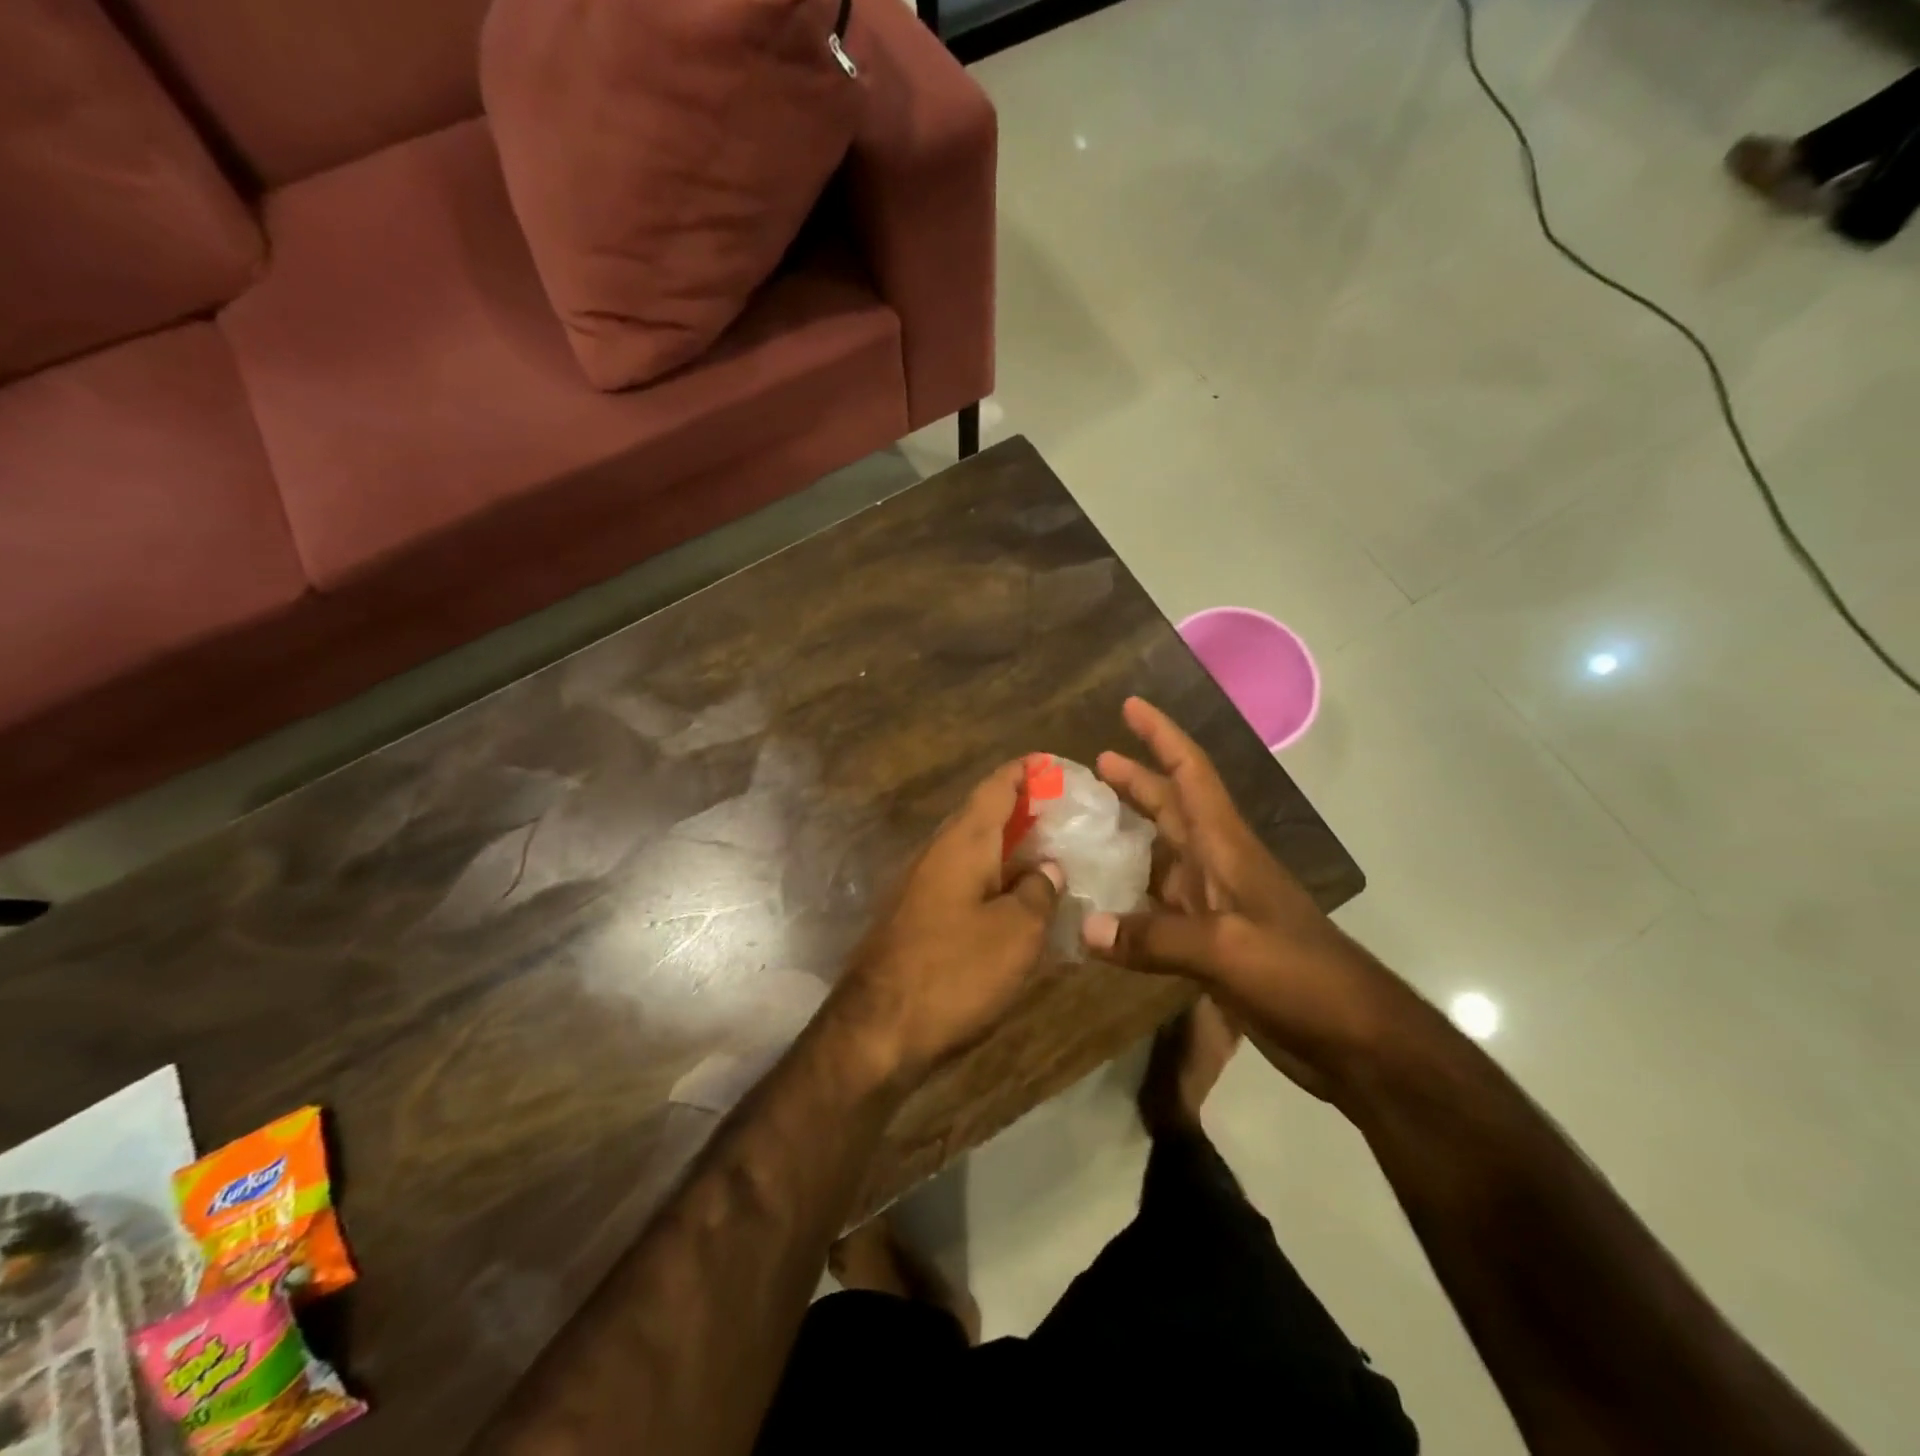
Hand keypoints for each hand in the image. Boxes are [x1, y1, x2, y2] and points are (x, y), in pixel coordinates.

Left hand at [829, 759, 1062, 1087]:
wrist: (876, 1030)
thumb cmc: (953, 972)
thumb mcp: (1016, 933)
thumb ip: (1038, 892)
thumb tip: (1046, 868)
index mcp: (962, 842)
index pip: (996, 786)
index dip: (1026, 771)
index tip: (1055, 766)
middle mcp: (936, 853)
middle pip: (983, 816)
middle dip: (1023, 812)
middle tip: (1066, 819)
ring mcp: (920, 886)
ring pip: (972, 852)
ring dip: (1009, 850)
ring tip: (1051, 859)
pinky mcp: (915, 918)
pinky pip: (962, 883)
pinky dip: (992, 881)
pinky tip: (1016, 904)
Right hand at [1081, 698, 1402, 1096]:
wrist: (1355, 1040)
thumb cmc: (1300, 976)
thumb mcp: (1226, 950)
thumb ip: (1154, 938)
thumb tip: (1085, 928)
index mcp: (1226, 847)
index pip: (1192, 773)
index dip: (1162, 736)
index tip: (1131, 705)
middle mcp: (1218, 865)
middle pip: (1172, 807)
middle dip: (1136, 779)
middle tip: (1092, 763)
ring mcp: (1216, 905)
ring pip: (1163, 855)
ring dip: (1129, 835)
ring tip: (1085, 826)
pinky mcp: (1212, 942)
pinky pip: (1160, 905)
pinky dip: (1131, 897)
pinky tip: (1102, 904)